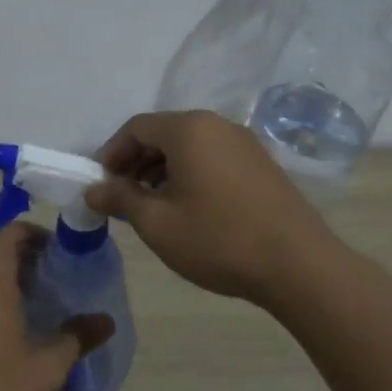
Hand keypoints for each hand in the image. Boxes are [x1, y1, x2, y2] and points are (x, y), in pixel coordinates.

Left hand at [0, 224, 114, 390]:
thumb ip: (78, 337)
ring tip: (35, 304)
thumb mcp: (49, 365)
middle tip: (52, 276)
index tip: (54, 247)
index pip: (5, 236)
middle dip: (22, 258)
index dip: (30, 232)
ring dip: (5, 282)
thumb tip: (106, 321)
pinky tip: (9, 334)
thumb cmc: (0, 388)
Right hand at [85, 110, 338, 305]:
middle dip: (135, 162)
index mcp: (189, 129)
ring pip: (189, 147)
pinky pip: (212, 158)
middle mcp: (217, 125)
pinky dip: (189, 174)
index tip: (100, 185)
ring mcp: (244, 143)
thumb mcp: (157, 223)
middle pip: (163, 133)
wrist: (297, 265)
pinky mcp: (261, 164)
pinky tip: (187, 208)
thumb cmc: (217, 239)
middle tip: (121, 197)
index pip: (136, 128)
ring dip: (161, 170)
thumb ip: (120, 199)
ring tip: (151, 206)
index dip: (111, 154)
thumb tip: (93, 189)